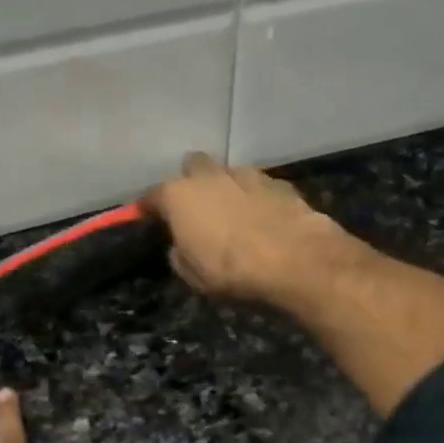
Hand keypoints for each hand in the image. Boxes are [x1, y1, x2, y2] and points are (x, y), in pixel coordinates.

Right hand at [143, 152, 349, 303]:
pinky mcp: (280, 183)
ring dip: (228, 188)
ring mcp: (247, 174)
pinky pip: (260, 186)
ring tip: (235, 215)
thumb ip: (180, 254)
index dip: (150, 207)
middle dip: (192, 182)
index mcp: (179, 196)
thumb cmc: (231, 271)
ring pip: (229, 173)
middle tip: (198, 208)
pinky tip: (264, 218)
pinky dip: (257, 198)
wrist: (294, 261)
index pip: (153, 195)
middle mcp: (210, 176)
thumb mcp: (192, 275)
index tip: (149, 217)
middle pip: (193, 167)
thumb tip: (181, 246)